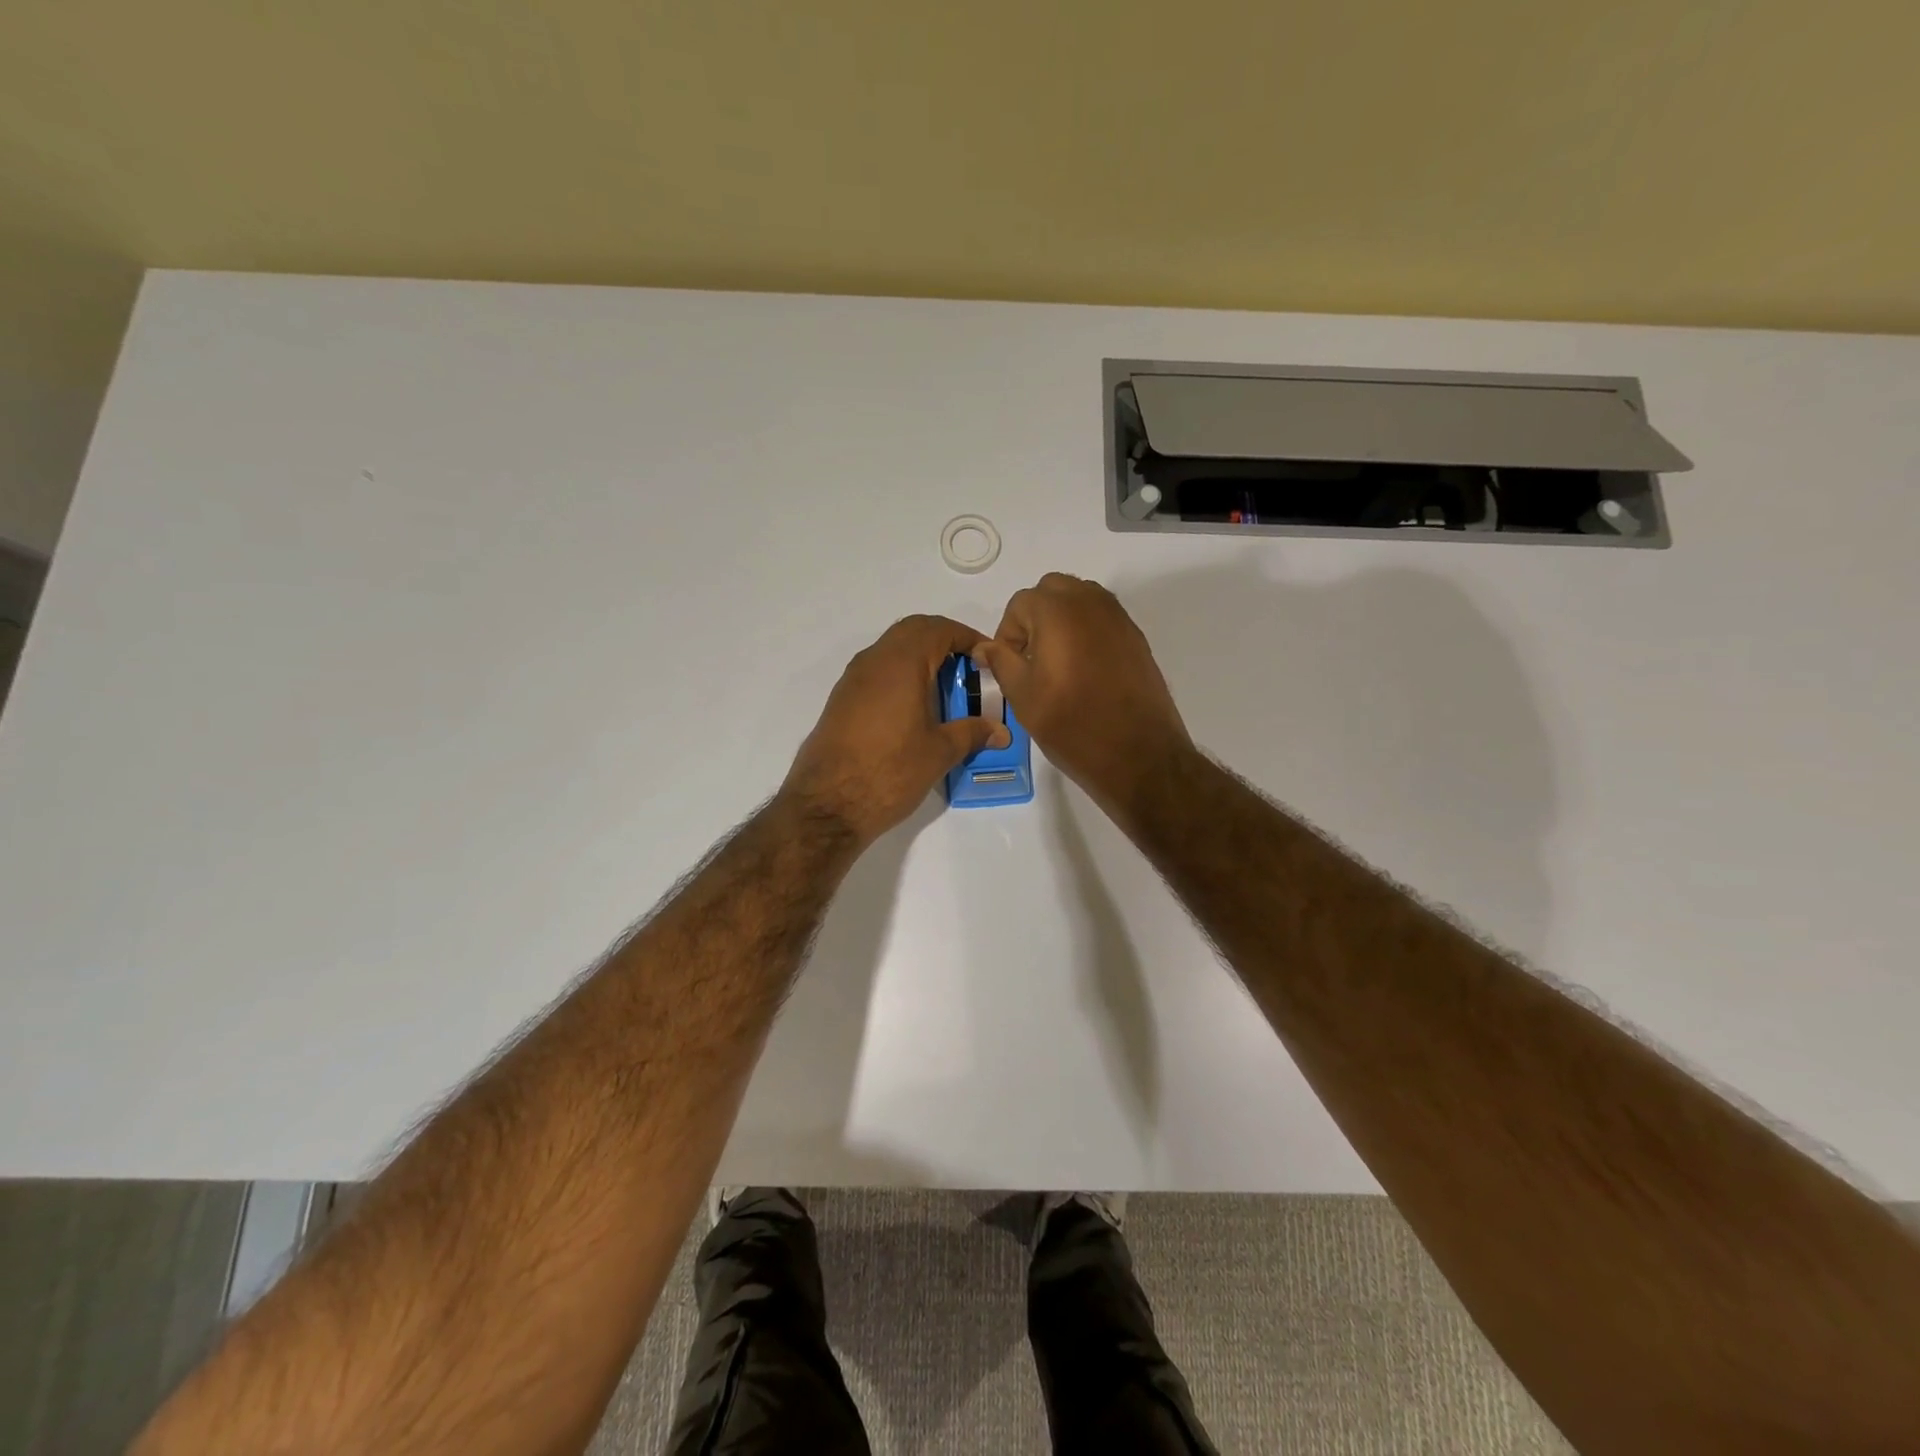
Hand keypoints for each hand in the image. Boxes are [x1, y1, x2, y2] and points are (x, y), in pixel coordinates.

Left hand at [781, 615, 1009, 845]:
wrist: (827, 805)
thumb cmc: (889, 771)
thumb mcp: (939, 753)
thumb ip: (972, 733)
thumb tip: (1000, 731)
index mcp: (901, 663)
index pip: (938, 629)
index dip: (967, 637)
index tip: (987, 657)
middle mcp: (873, 661)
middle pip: (912, 631)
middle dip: (943, 642)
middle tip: (968, 669)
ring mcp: (852, 680)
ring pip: (891, 651)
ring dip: (919, 659)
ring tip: (945, 691)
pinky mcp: (841, 702)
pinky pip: (877, 673)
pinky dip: (900, 678)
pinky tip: (914, 711)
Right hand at [974, 573, 1191, 814]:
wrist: (1138, 754)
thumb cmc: (1072, 725)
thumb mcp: (1023, 696)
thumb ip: (1001, 662)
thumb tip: (985, 647)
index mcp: (1057, 611)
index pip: (1019, 604)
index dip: (1007, 634)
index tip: (1008, 666)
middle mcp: (1091, 603)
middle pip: (1052, 591)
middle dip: (1035, 617)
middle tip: (1030, 658)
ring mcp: (1119, 618)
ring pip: (1080, 601)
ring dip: (1061, 620)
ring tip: (1056, 663)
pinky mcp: (1136, 638)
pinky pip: (1102, 620)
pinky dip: (1086, 632)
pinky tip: (1084, 671)